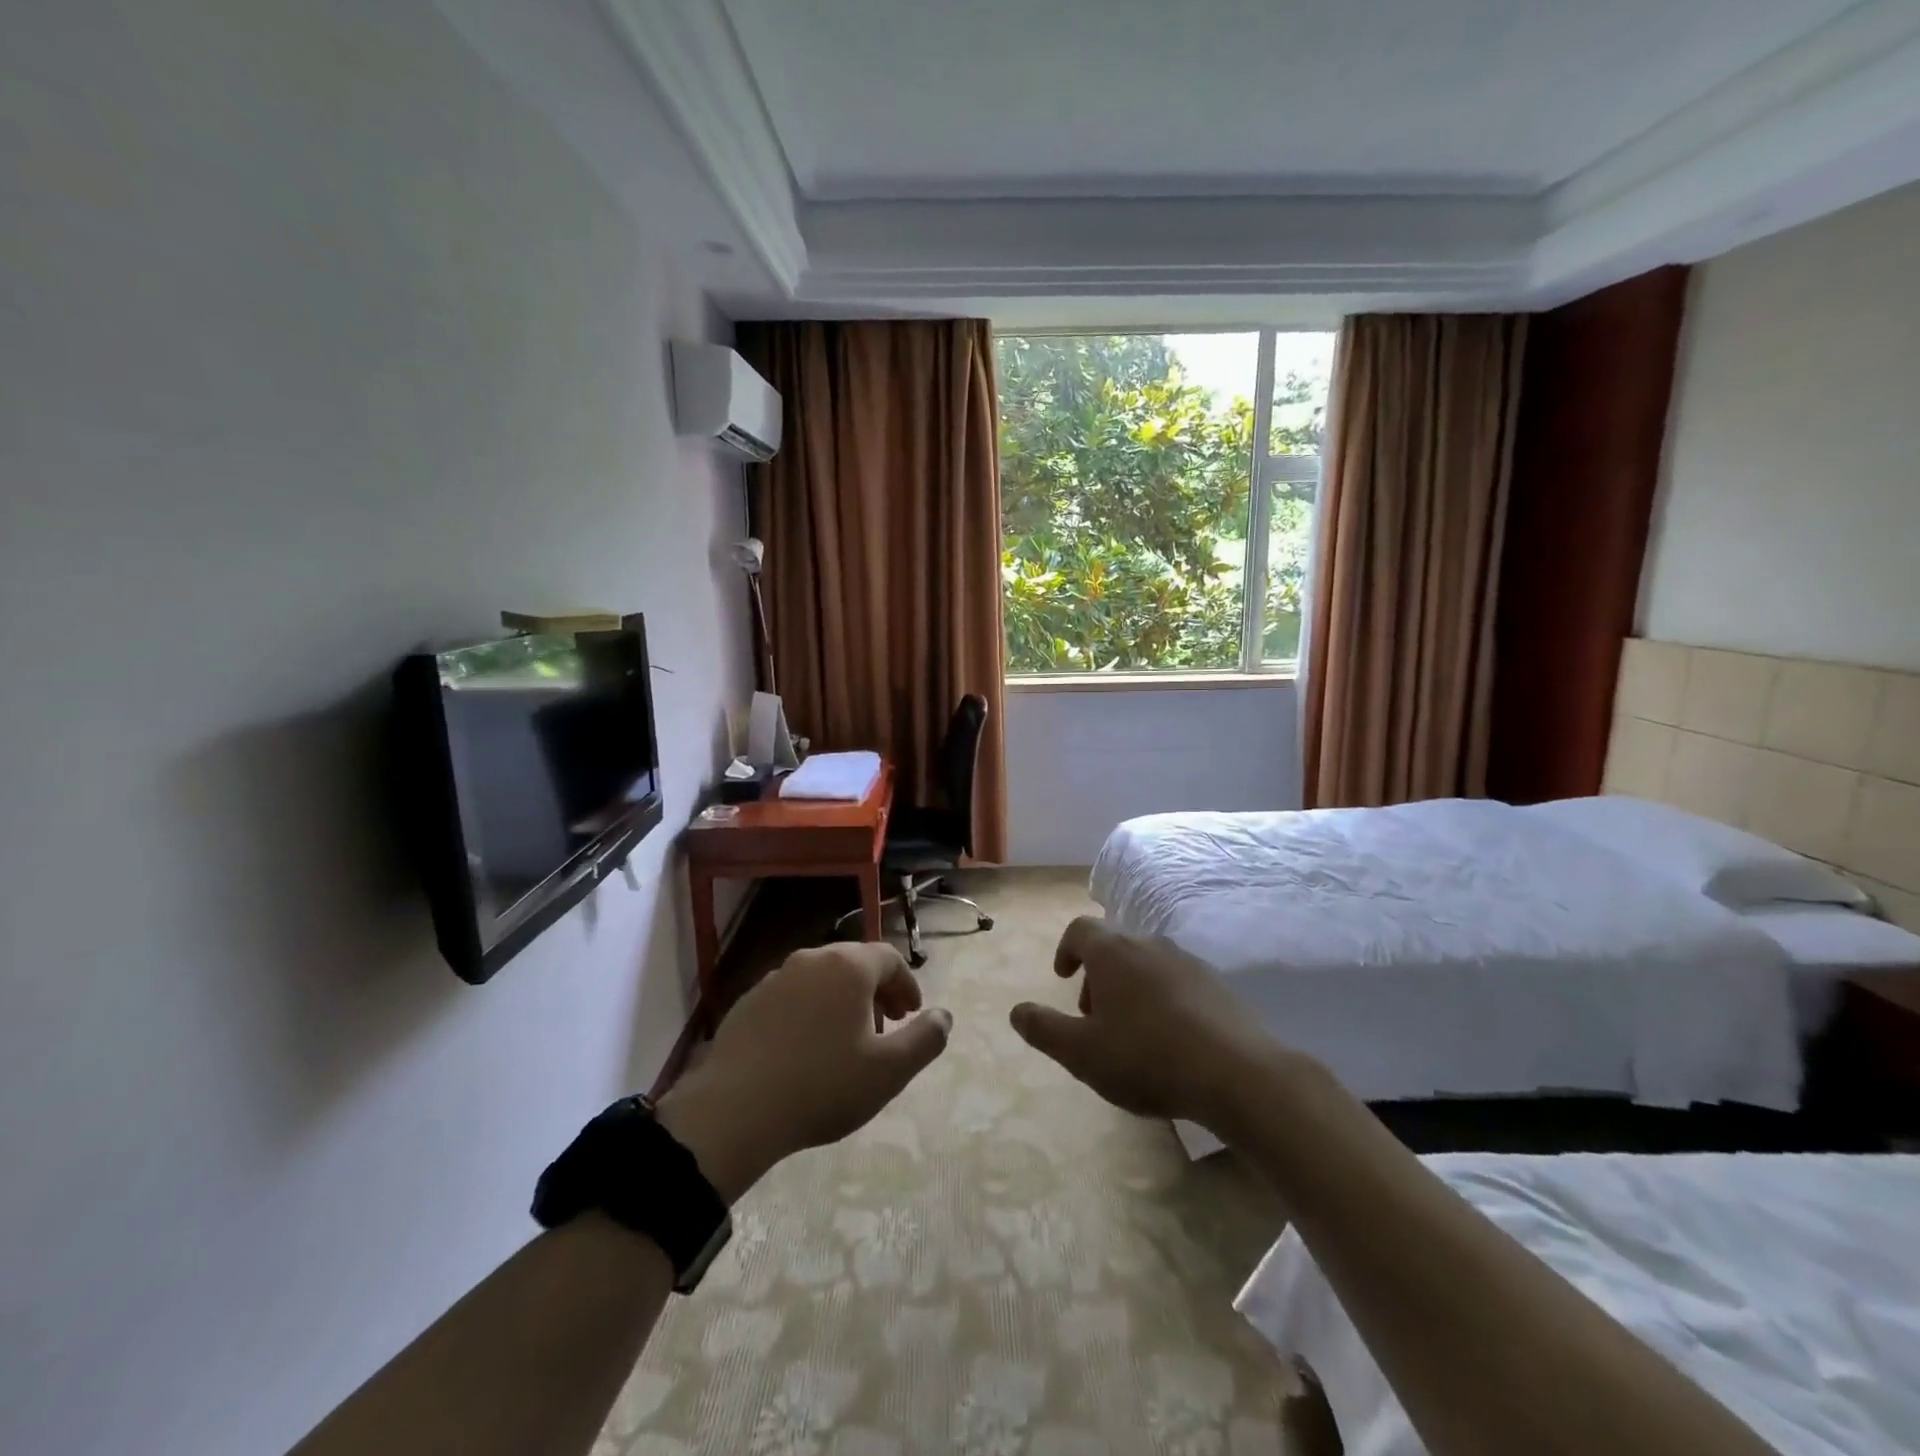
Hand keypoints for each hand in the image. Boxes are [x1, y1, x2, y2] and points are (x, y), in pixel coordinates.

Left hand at [656, 942, 950, 1201]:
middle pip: (855, 964)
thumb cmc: (823, 1086)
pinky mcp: (748, 1001)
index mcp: (848, 966)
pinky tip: (805, 1050)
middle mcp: (812, 959)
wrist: (735, 1110)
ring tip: (847, 1040)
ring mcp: (775, 977)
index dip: (907, 985)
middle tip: (886, 1027)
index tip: (912, 1016)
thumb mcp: (889, 1071)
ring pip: (821, 979)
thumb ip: (925, 1039)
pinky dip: (810, 1012)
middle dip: (877, 991)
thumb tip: (944, 1016)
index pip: (889, 958)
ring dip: (842, 1001)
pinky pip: (792, 997)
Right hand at [1009, 915, 1271, 1128]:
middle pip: (1113, 946)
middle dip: (1097, 975)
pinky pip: (1175, 980)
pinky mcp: (1216, 984)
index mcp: (1113, 952)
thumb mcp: (1082, 1053)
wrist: (1237, 1074)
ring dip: (1129, 987)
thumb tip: (1016, 1011)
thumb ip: (1044, 1029)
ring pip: (1145, 962)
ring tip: (1130, 1032)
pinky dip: (1161, 997)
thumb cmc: (1147, 1058)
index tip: (1063, 978)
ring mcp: (1187, 961)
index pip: (1080, 930)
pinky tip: (1168, 1039)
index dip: (1066, 950)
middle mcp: (1149, 944)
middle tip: (1093, 1017)